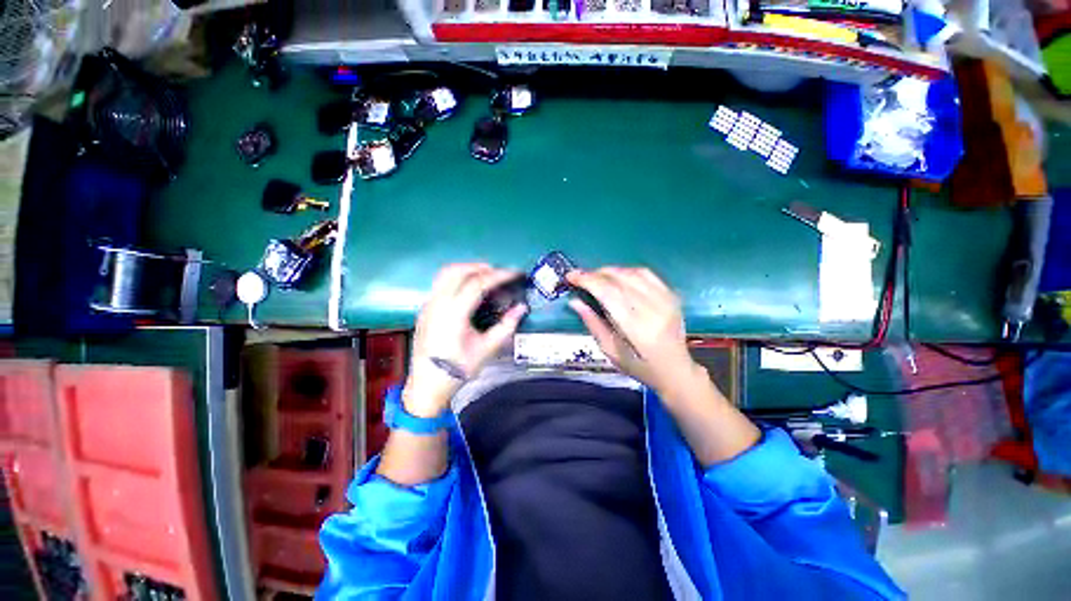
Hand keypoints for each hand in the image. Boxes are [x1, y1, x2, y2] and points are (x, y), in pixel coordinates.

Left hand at [405, 263, 526, 416]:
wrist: (427, 385)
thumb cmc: (458, 370)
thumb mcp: (487, 349)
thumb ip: (506, 326)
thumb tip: (521, 308)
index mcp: (453, 314)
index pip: (477, 284)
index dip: (498, 275)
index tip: (514, 273)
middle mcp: (437, 304)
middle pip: (457, 271)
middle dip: (481, 267)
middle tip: (499, 273)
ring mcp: (428, 305)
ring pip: (445, 273)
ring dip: (466, 269)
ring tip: (485, 275)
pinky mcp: (425, 308)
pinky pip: (440, 282)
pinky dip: (457, 277)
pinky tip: (468, 287)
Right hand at [567, 267, 702, 399]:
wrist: (676, 370)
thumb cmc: (640, 367)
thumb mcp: (611, 351)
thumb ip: (593, 324)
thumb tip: (574, 302)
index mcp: (637, 328)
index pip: (609, 294)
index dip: (588, 281)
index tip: (571, 276)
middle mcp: (654, 310)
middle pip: (620, 280)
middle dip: (595, 274)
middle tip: (580, 276)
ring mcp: (666, 300)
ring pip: (633, 273)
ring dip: (610, 270)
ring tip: (596, 276)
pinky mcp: (672, 296)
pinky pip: (647, 274)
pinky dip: (628, 271)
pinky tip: (618, 276)